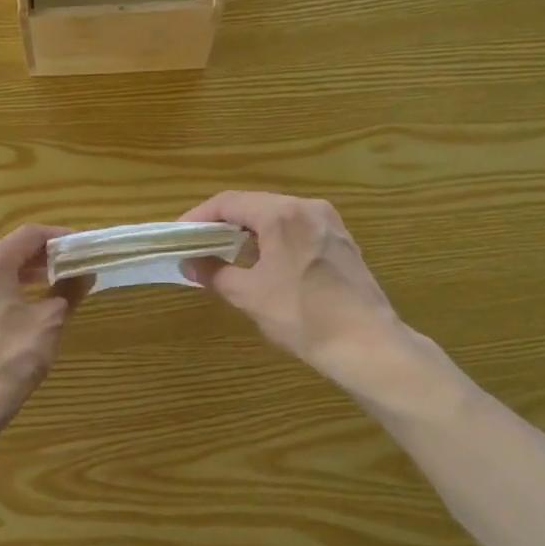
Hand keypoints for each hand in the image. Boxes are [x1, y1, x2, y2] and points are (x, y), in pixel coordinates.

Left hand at [0, 224, 81, 436]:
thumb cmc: (9, 359)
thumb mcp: (48, 323)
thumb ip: (68, 292)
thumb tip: (83, 275)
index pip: (29, 235)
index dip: (59, 237)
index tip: (82, 249)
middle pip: (7, 254)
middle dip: (41, 261)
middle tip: (71, 272)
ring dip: (22, 281)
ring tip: (49, 295)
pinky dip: (3, 300)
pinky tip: (18, 321)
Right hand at [178, 191, 443, 398]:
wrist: (365, 343)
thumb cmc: (301, 315)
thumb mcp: (249, 296)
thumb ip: (215, 274)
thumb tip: (189, 265)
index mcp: (282, 214)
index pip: (229, 202)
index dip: (199, 216)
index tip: (180, 235)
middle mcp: (308, 208)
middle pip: (255, 205)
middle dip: (223, 223)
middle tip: (199, 244)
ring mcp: (330, 224)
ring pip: (278, 216)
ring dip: (249, 231)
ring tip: (227, 254)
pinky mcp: (342, 242)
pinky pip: (298, 230)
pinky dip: (274, 239)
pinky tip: (265, 263)